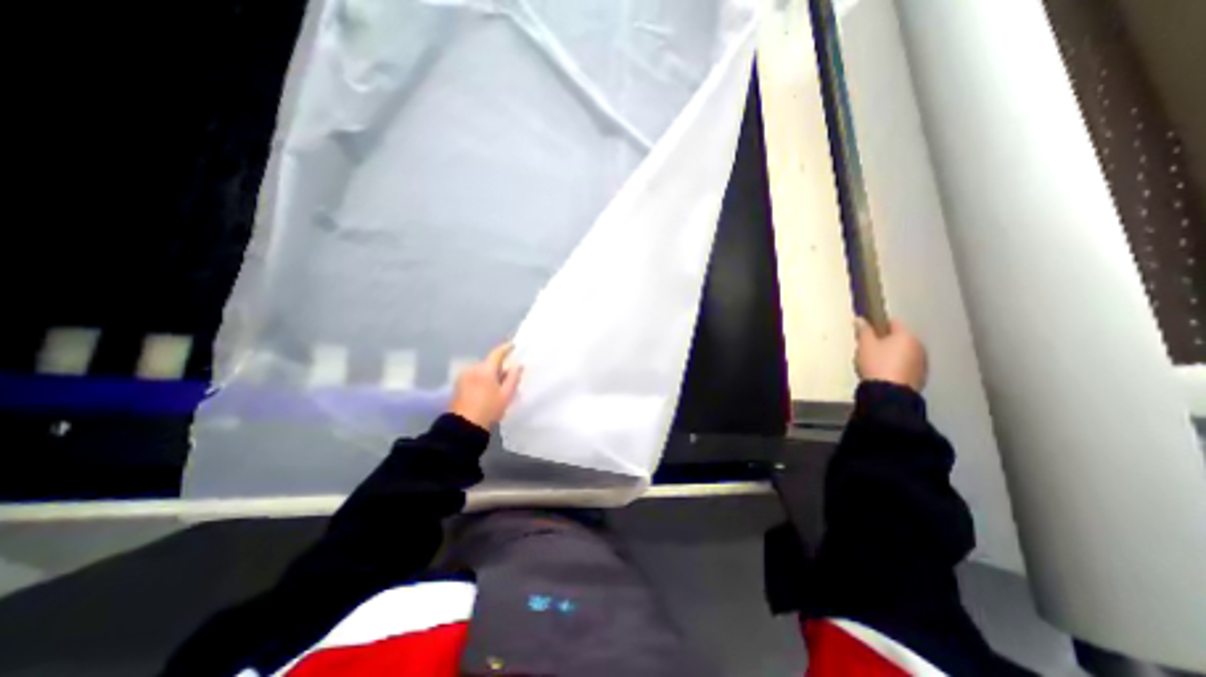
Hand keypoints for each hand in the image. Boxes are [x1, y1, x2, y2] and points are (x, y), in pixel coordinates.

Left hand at [446, 342, 523, 431]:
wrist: (464, 426)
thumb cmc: (488, 409)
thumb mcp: (506, 394)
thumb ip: (513, 377)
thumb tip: (518, 365)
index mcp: (485, 369)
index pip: (497, 353)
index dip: (506, 348)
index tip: (514, 346)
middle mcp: (473, 369)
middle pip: (489, 363)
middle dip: (499, 367)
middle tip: (509, 375)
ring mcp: (463, 377)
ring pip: (481, 371)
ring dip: (490, 374)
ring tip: (498, 386)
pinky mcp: (458, 386)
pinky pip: (474, 377)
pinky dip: (482, 380)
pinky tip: (487, 391)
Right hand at [853, 316, 925, 391]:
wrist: (889, 392)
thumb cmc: (876, 363)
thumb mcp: (865, 345)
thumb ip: (863, 330)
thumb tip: (860, 319)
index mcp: (906, 335)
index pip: (893, 322)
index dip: (879, 324)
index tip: (867, 332)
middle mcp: (918, 345)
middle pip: (900, 338)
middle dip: (886, 341)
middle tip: (869, 349)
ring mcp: (922, 361)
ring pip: (904, 352)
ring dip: (893, 354)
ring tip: (877, 363)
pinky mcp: (921, 376)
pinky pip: (907, 365)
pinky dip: (898, 366)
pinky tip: (886, 373)